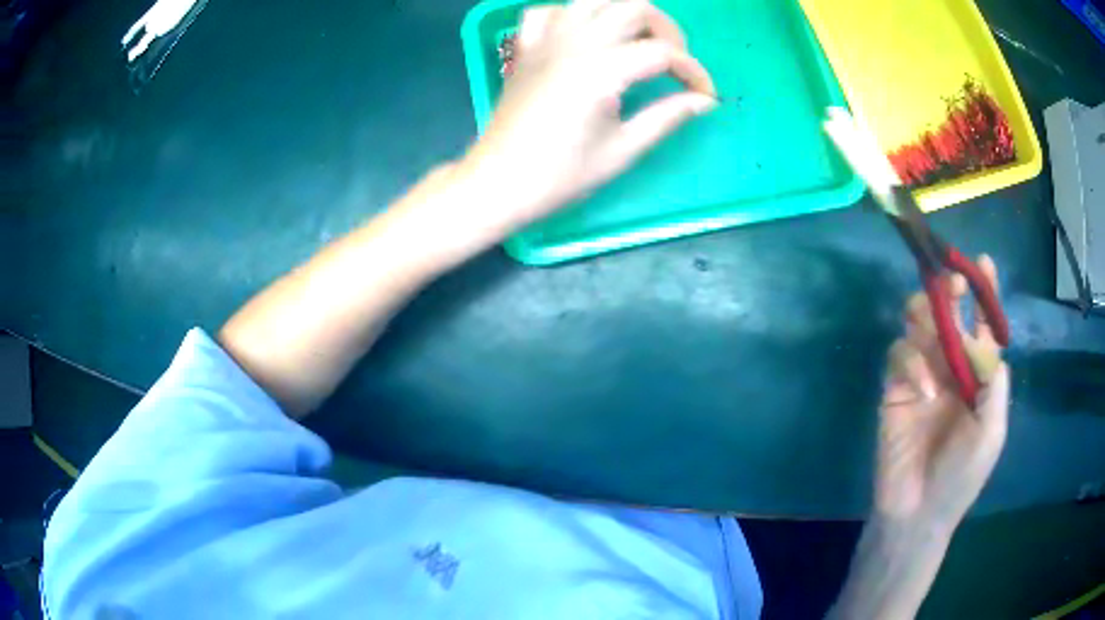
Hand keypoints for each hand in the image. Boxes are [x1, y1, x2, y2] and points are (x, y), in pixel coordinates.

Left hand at [461, 0, 717, 233]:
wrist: (497, 182)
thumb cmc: (559, 176)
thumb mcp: (622, 151)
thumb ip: (667, 117)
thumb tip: (703, 101)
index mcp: (600, 70)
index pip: (663, 53)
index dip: (694, 72)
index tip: (705, 96)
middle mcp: (574, 42)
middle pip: (634, 7)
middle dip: (667, 31)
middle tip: (674, 63)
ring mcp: (545, 40)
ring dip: (624, 13)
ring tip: (636, 42)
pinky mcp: (525, 47)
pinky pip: (549, 11)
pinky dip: (573, 15)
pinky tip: (584, 36)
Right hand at [877, 255, 1009, 530]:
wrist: (919, 512)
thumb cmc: (962, 475)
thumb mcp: (991, 431)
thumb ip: (992, 382)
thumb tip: (982, 336)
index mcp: (977, 373)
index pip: (981, 322)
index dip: (984, 291)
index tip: (983, 262)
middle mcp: (950, 365)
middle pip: (946, 310)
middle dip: (948, 290)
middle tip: (952, 284)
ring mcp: (921, 374)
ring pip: (917, 321)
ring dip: (926, 315)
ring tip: (933, 329)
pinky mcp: (895, 387)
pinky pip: (899, 354)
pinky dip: (911, 362)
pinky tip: (923, 390)